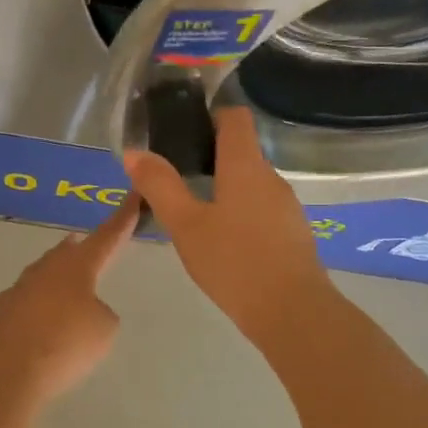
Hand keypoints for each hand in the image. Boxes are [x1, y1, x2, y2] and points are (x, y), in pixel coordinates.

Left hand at [0, 197, 138, 402]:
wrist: (8, 370)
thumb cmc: (66, 344)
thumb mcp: (104, 329)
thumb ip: (100, 312)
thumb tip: (82, 310)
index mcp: (77, 266)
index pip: (106, 237)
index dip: (122, 220)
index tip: (132, 199)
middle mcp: (46, 269)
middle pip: (67, 252)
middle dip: (81, 249)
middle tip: (90, 246)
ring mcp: (19, 289)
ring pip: (44, 275)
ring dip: (58, 278)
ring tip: (69, 286)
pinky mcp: (1, 312)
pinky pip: (28, 302)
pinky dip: (40, 307)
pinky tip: (42, 322)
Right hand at [124, 107, 334, 346]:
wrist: (291, 311)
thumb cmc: (233, 261)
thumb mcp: (186, 225)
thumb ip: (160, 186)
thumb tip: (134, 152)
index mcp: (245, 166)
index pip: (235, 118)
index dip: (211, 116)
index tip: (184, 133)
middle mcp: (271, 177)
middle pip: (242, 151)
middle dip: (210, 157)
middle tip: (176, 179)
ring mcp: (287, 206)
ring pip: (251, 184)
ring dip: (225, 189)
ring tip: (194, 214)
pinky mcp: (292, 233)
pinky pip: (262, 210)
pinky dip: (240, 214)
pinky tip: (222, 243)